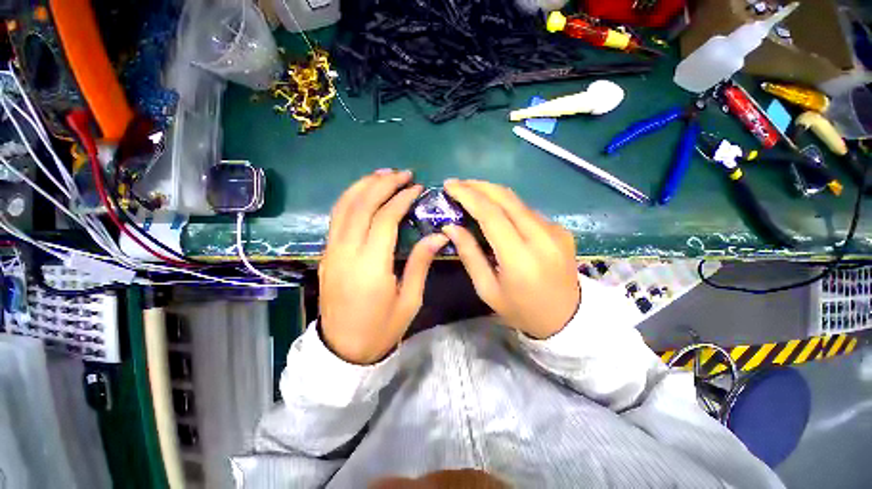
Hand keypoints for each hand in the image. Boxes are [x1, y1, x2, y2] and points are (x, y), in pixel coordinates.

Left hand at [319, 170, 447, 363]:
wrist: (343, 350)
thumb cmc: (382, 328)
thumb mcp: (409, 300)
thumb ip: (421, 263)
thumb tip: (437, 236)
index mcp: (370, 266)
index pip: (385, 219)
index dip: (401, 199)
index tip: (417, 188)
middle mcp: (346, 252)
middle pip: (361, 205)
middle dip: (382, 183)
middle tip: (403, 173)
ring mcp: (331, 252)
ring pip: (344, 207)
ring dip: (363, 185)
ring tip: (383, 174)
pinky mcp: (326, 254)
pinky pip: (337, 218)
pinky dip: (350, 199)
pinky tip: (364, 192)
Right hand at [442, 180, 579, 338]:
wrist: (568, 319)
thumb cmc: (521, 310)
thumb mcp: (487, 289)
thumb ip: (469, 254)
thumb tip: (450, 227)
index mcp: (519, 257)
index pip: (491, 214)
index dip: (468, 195)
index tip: (450, 185)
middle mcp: (541, 237)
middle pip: (506, 198)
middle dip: (479, 186)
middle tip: (458, 184)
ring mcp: (555, 231)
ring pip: (517, 201)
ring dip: (492, 193)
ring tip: (472, 194)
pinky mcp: (561, 230)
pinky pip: (528, 211)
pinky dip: (508, 206)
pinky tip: (496, 211)